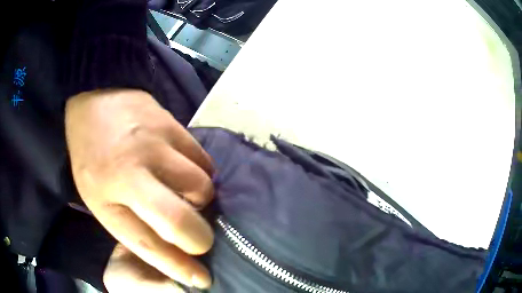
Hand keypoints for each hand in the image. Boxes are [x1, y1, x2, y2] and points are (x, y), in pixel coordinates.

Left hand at [65, 89, 213, 288]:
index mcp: (106, 197)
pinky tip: (185, 171)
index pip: (148, 245)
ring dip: (200, 201)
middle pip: (181, 221)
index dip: (179, 267)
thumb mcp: (98, 198)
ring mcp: (155, 144)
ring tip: (184, 196)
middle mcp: (130, 172)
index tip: (201, 279)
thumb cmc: (90, 155)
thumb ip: (131, 223)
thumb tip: (170, 247)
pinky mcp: (172, 124)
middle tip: (197, 237)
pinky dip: (202, 174)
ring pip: (202, 188)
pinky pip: (204, 161)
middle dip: (199, 238)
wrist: (94, 101)